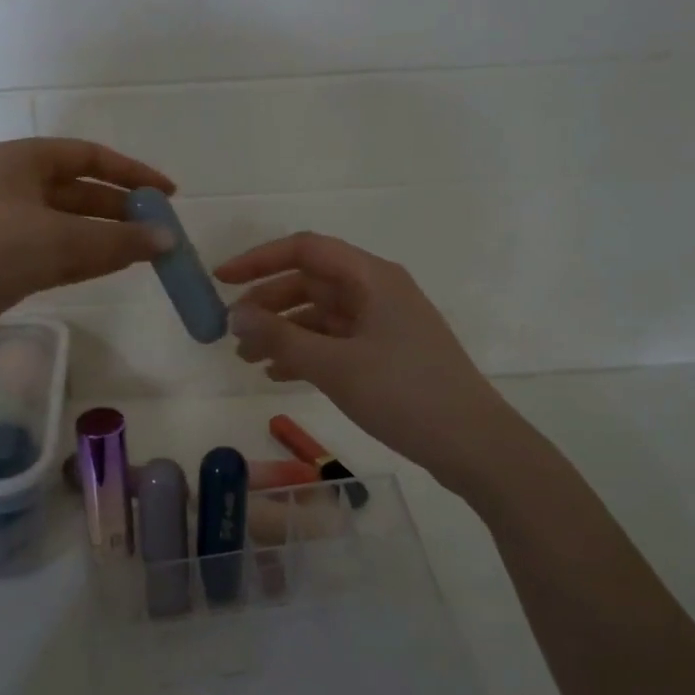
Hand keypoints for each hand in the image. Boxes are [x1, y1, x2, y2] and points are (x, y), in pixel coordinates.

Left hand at [0, 139, 173, 349]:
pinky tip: (117, 266)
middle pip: (81, 192)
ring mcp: (8, 224)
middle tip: (160, 230)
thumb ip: (120, 240)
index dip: (132, 173)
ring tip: (148, 252)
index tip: (167, 194)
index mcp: (23, 161)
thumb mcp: (63, 240)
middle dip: (122, 210)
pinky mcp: (5, 260)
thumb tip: (168, 240)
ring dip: (108, 236)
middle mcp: (15, 185)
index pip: (89, 157)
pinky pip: (57, 251)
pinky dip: (87, 257)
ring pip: (71, 225)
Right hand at [216, 233, 503, 486]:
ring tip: (247, 359)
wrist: (473, 444)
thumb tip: (235, 315)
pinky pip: (335, 341)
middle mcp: (377, 291)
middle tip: (231, 331)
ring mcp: (383, 323)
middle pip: (310, 282)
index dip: (258, 260)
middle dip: (268, 304)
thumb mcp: (334, 366)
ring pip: (320, 314)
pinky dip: (305, 352)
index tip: (221, 280)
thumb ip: (280, 337)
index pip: (305, 249)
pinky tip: (278, 375)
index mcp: (371, 277)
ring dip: (283, 332)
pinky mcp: (387, 352)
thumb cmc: (404, 394)